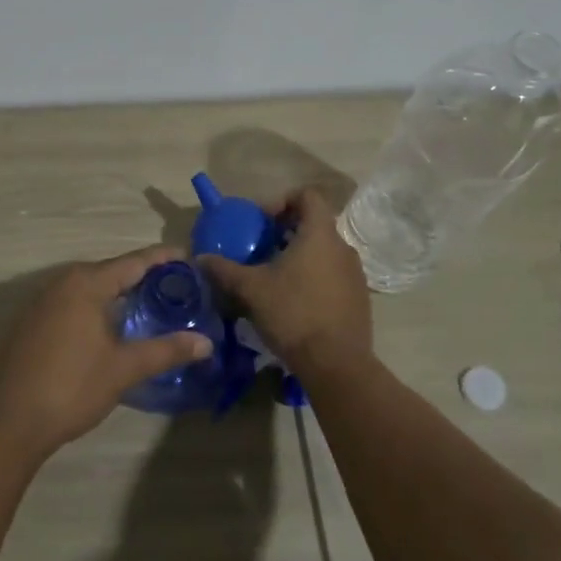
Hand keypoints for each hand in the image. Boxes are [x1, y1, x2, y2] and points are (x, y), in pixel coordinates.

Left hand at [0, 246, 214, 458]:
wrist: (9, 420)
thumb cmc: (72, 387)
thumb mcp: (124, 368)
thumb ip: (165, 350)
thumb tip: (205, 342)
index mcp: (86, 283)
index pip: (133, 262)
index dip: (163, 259)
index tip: (189, 256)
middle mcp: (63, 282)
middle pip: (112, 271)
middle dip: (143, 276)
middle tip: (176, 286)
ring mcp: (44, 301)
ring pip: (91, 287)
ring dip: (119, 293)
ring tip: (151, 304)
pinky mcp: (33, 321)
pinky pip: (74, 302)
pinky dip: (97, 306)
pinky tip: (111, 325)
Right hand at [199, 189, 370, 376]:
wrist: (336, 365)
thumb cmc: (293, 314)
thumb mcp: (251, 290)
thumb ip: (225, 270)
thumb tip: (201, 258)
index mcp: (320, 235)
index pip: (308, 196)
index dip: (283, 201)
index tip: (263, 222)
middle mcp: (343, 247)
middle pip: (315, 224)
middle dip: (287, 232)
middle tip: (262, 249)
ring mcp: (355, 274)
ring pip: (324, 251)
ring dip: (300, 256)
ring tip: (275, 277)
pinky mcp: (359, 298)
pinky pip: (333, 275)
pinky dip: (314, 277)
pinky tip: (294, 301)